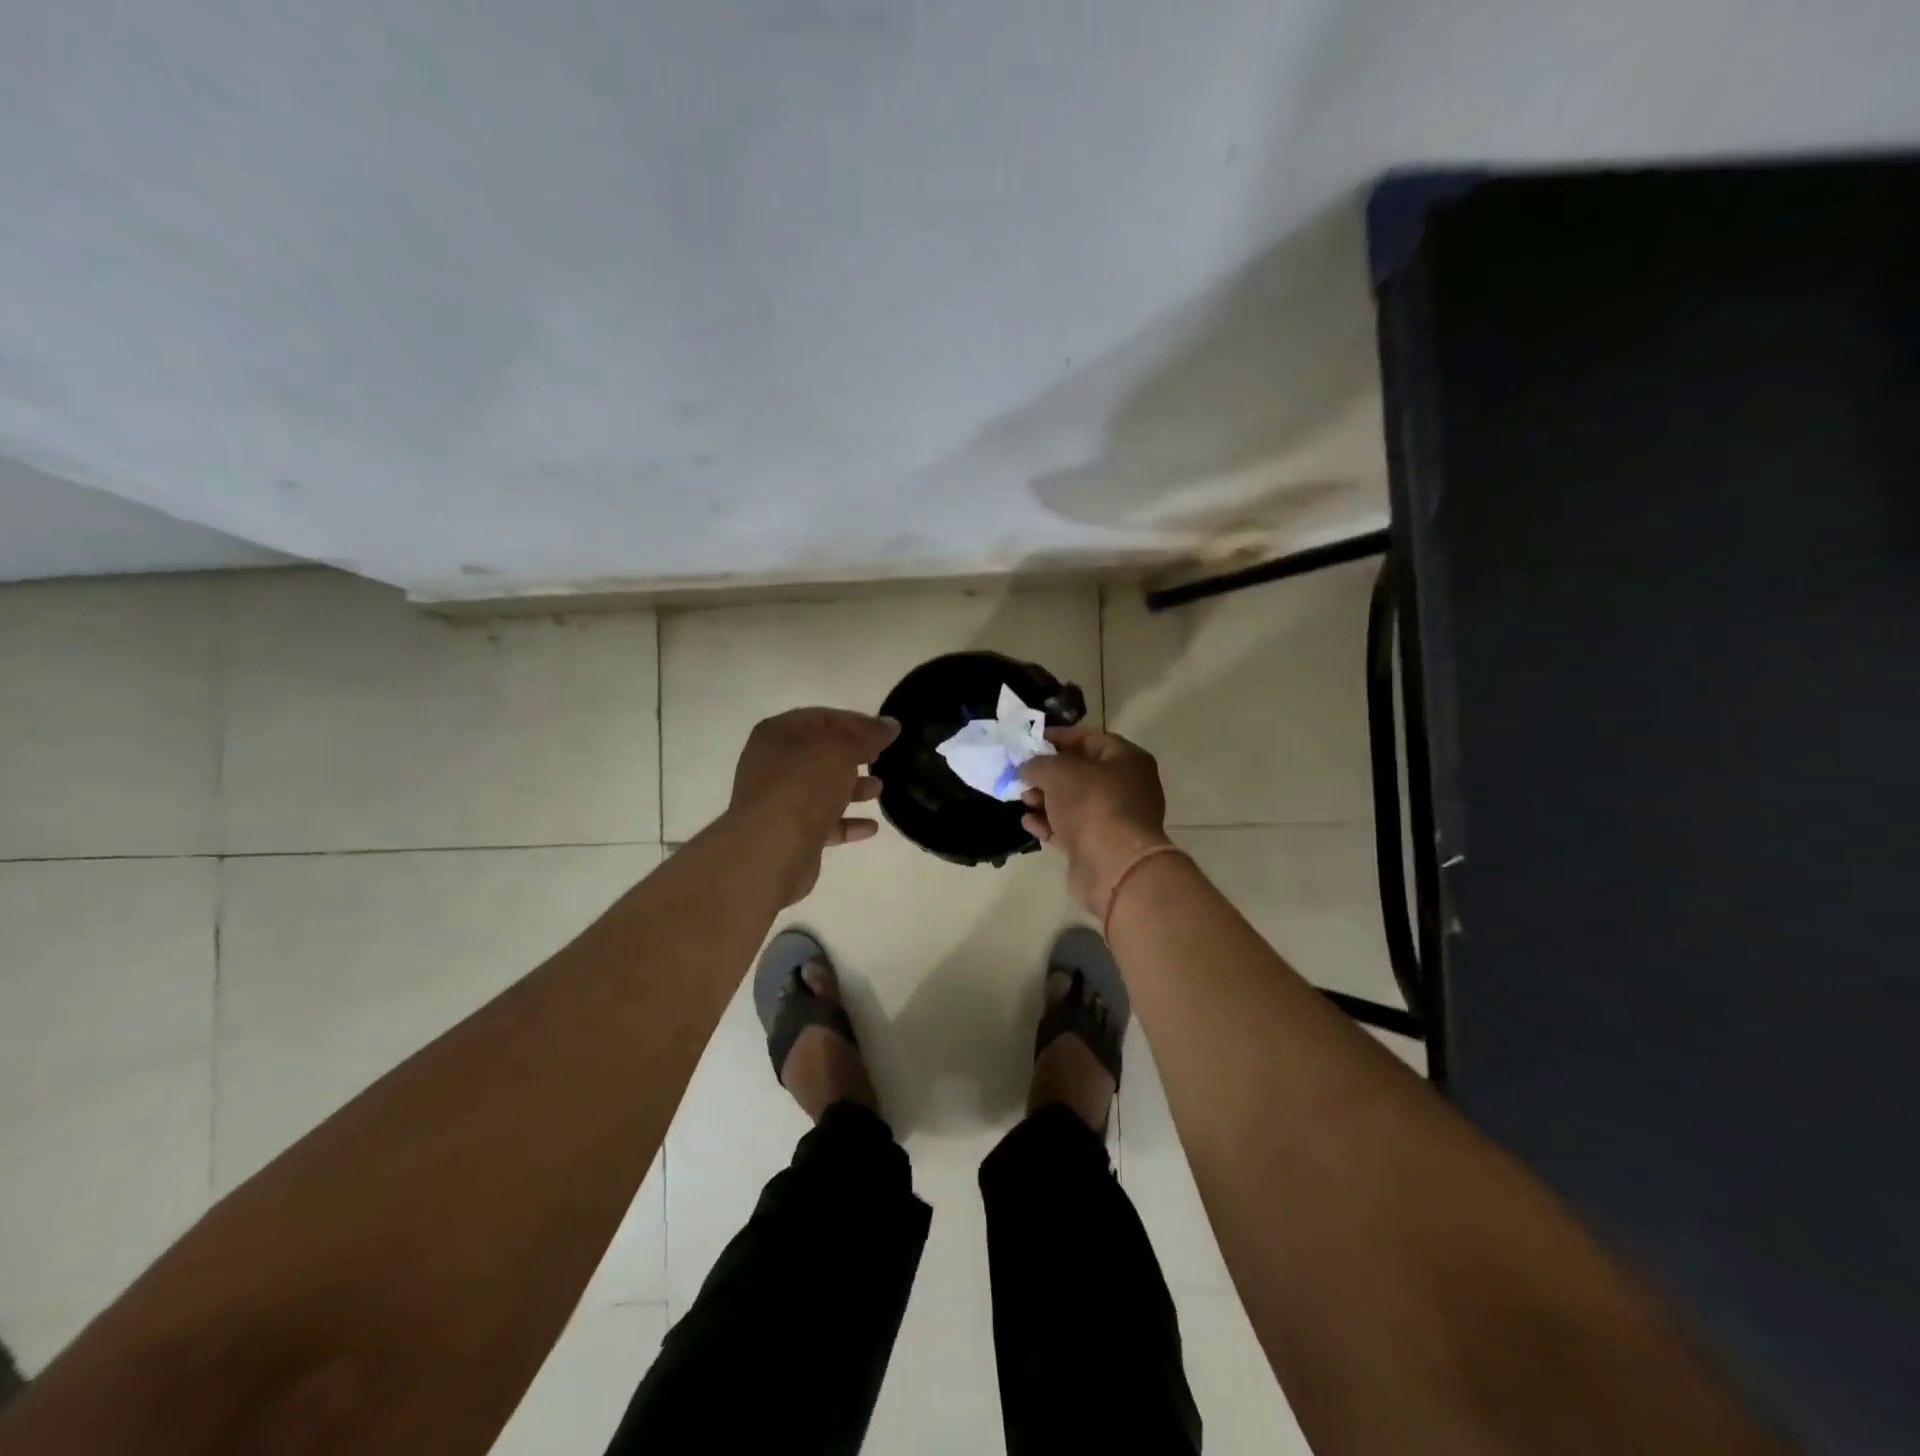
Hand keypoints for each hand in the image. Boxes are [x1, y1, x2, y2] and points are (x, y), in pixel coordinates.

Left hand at [728, 707, 899, 902]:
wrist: (771, 849)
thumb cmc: (803, 785)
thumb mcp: (842, 750)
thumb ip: (868, 735)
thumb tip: (890, 724)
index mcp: (778, 734)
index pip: (822, 718)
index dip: (856, 722)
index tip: (886, 732)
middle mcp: (773, 764)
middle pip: (821, 753)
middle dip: (854, 756)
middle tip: (882, 759)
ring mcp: (779, 800)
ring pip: (822, 788)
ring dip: (853, 788)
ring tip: (879, 790)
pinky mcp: (789, 832)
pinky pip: (823, 822)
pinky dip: (847, 822)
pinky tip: (871, 827)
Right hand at [1017, 726, 1172, 917]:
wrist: (1114, 866)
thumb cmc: (1092, 805)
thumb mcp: (1059, 772)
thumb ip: (1038, 763)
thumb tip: (1027, 768)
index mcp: (1127, 759)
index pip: (1090, 738)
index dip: (1058, 737)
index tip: (1029, 743)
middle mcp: (1126, 786)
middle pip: (1080, 772)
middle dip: (1048, 773)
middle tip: (1023, 775)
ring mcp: (1114, 818)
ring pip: (1073, 802)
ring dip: (1045, 800)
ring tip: (1023, 800)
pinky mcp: (1099, 846)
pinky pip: (1070, 829)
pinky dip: (1050, 824)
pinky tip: (1028, 823)